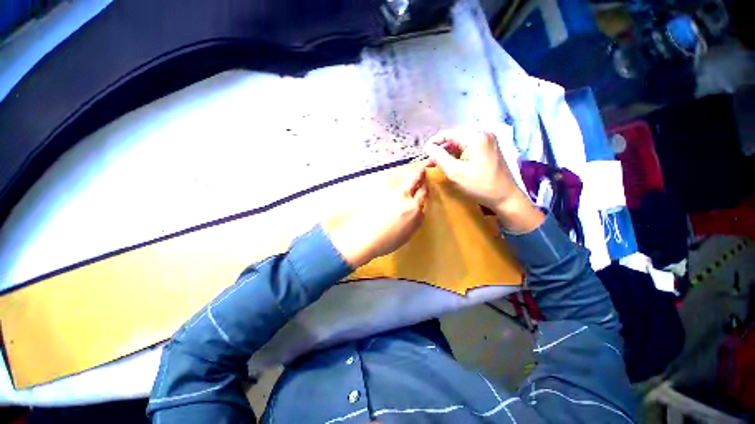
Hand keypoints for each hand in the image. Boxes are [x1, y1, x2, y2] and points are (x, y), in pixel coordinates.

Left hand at [325, 166, 427, 267]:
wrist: (363, 238)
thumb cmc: (386, 241)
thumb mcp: (408, 234)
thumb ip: (416, 219)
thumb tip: (418, 210)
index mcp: (414, 208)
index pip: (424, 192)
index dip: (424, 188)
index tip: (424, 185)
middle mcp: (404, 197)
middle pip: (415, 178)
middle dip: (421, 172)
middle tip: (424, 167)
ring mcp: (390, 192)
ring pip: (401, 183)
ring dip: (404, 183)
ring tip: (400, 191)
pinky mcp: (378, 191)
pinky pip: (388, 189)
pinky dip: (389, 192)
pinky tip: (385, 201)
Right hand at [424, 129, 542, 232]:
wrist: (505, 197)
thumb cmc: (480, 185)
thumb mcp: (455, 172)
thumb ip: (439, 157)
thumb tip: (428, 147)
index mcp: (476, 137)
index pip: (448, 133)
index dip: (434, 142)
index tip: (424, 154)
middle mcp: (483, 133)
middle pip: (455, 137)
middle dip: (442, 148)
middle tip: (432, 162)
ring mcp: (489, 140)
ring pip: (461, 142)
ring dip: (449, 152)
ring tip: (440, 163)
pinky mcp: (490, 148)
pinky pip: (469, 147)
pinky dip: (459, 154)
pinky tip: (453, 163)